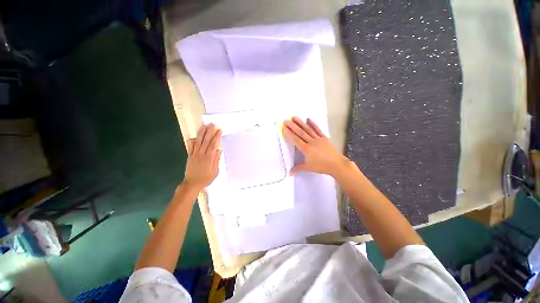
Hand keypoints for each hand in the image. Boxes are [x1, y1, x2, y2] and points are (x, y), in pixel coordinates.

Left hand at [182, 123, 221, 191]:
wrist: (192, 184)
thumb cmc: (206, 179)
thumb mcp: (215, 171)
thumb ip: (216, 160)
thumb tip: (219, 150)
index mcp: (208, 157)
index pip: (213, 144)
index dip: (217, 136)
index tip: (220, 130)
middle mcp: (201, 154)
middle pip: (206, 140)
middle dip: (209, 131)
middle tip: (212, 124)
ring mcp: (194, 154)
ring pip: (198, 141)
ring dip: (201, 133)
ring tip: (204, 126)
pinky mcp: (190, 156)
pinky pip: (190, 147)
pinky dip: (192, 141)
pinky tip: (193, 136)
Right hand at [283, 117, 351, 176]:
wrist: (337, 164)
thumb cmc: (321, 166)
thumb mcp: (308, 168)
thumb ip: (298, 168)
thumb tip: (289, 173)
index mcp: (306, 149)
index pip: (296, 140)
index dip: (289, 134)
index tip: (284, 128)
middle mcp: (311, 142)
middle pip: (300, 133)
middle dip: (292, 126)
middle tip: (286, 120)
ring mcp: (318, 139)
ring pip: (308, 129)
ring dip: (301, 123)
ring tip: (294, 117)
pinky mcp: (324, 137)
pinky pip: (317, 130)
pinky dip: (313, 124)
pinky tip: (308, 119)